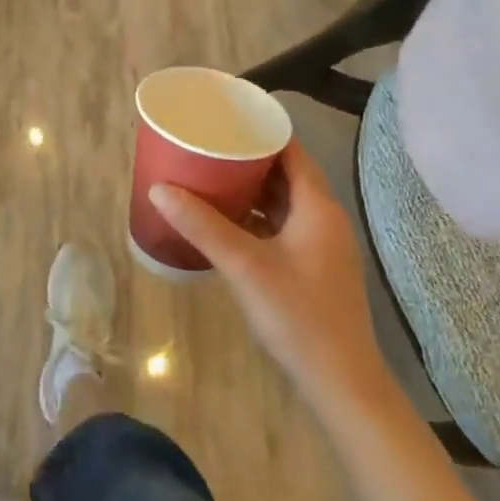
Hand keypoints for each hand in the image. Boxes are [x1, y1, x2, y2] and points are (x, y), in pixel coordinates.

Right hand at [149, 143, 390, 406]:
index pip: (291, 149)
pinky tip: (227, 221)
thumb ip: (202, 226)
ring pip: (284, 201)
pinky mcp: (313, 266)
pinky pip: (283, 225)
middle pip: (286, 173)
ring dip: (251, 189)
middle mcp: (324, 217)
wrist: (340, 382)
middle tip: (208, 146)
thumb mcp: (245, 266)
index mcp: (317, 206)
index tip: (225, 118)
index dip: (261, 131)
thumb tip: (159, 189)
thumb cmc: (297, 316)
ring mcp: (321, 244)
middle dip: (248, 158)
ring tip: (210, 176)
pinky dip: (257, 216)